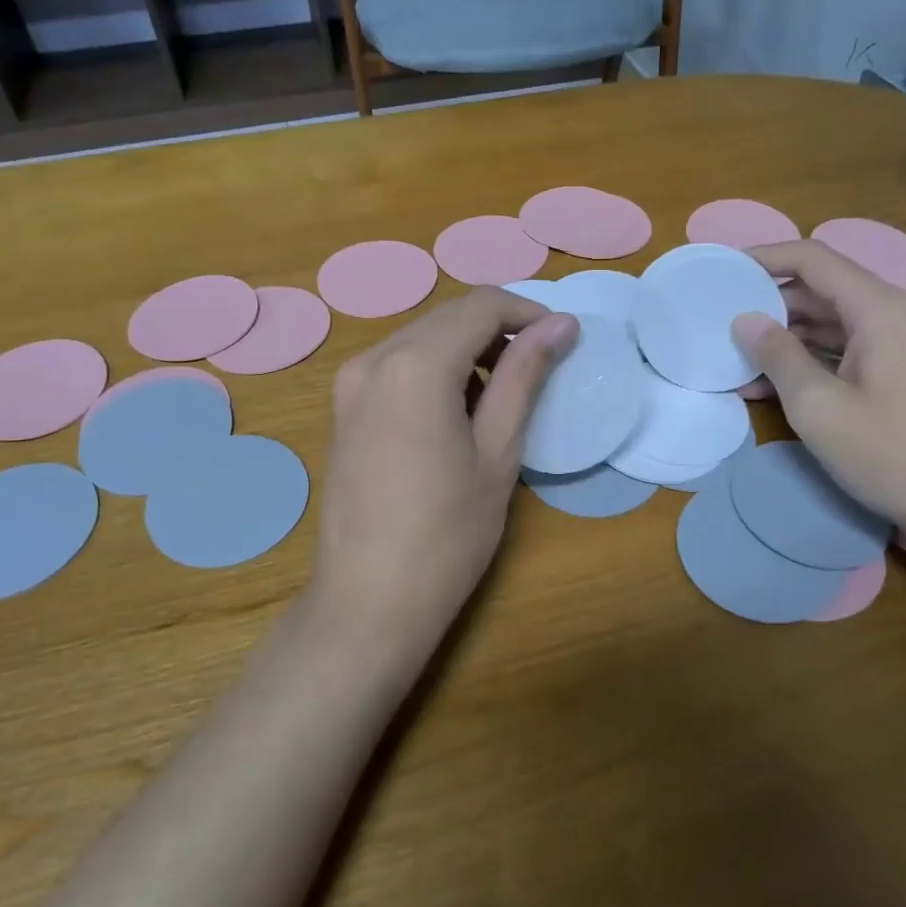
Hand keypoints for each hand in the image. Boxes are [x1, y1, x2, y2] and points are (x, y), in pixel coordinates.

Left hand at [309, 288, 577, 665]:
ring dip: (466, 351)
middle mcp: (373, 359)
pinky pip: (396, 366)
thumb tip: (560, 324)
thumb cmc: (447, 534)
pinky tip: (454, 415)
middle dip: (498, 331)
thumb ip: (524, 377)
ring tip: (498, 399)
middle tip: (537, 370)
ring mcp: (350, 384)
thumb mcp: (498, 452)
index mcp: (415, 365)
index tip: (562, 339)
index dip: (528, 313)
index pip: (481, 306)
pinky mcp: (343, 409)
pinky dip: (434, 371)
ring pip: (421, 339)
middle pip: (448, 317)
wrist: (369, 600)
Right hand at [731, 240, 905, 536]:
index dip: (765, 259)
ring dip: (788, 340)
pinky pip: (851, 352)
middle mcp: (900, 315)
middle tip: (722, 324)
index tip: (724, 270)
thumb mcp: (818, 407)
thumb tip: (745, 320)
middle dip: (771, 306)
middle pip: (824, 291)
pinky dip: (813, 361)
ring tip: (739, 361)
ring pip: (836, 324)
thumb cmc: (891, 453)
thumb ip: (778, 356)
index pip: (814, 259)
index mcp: (883, 309)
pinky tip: (774, 386)